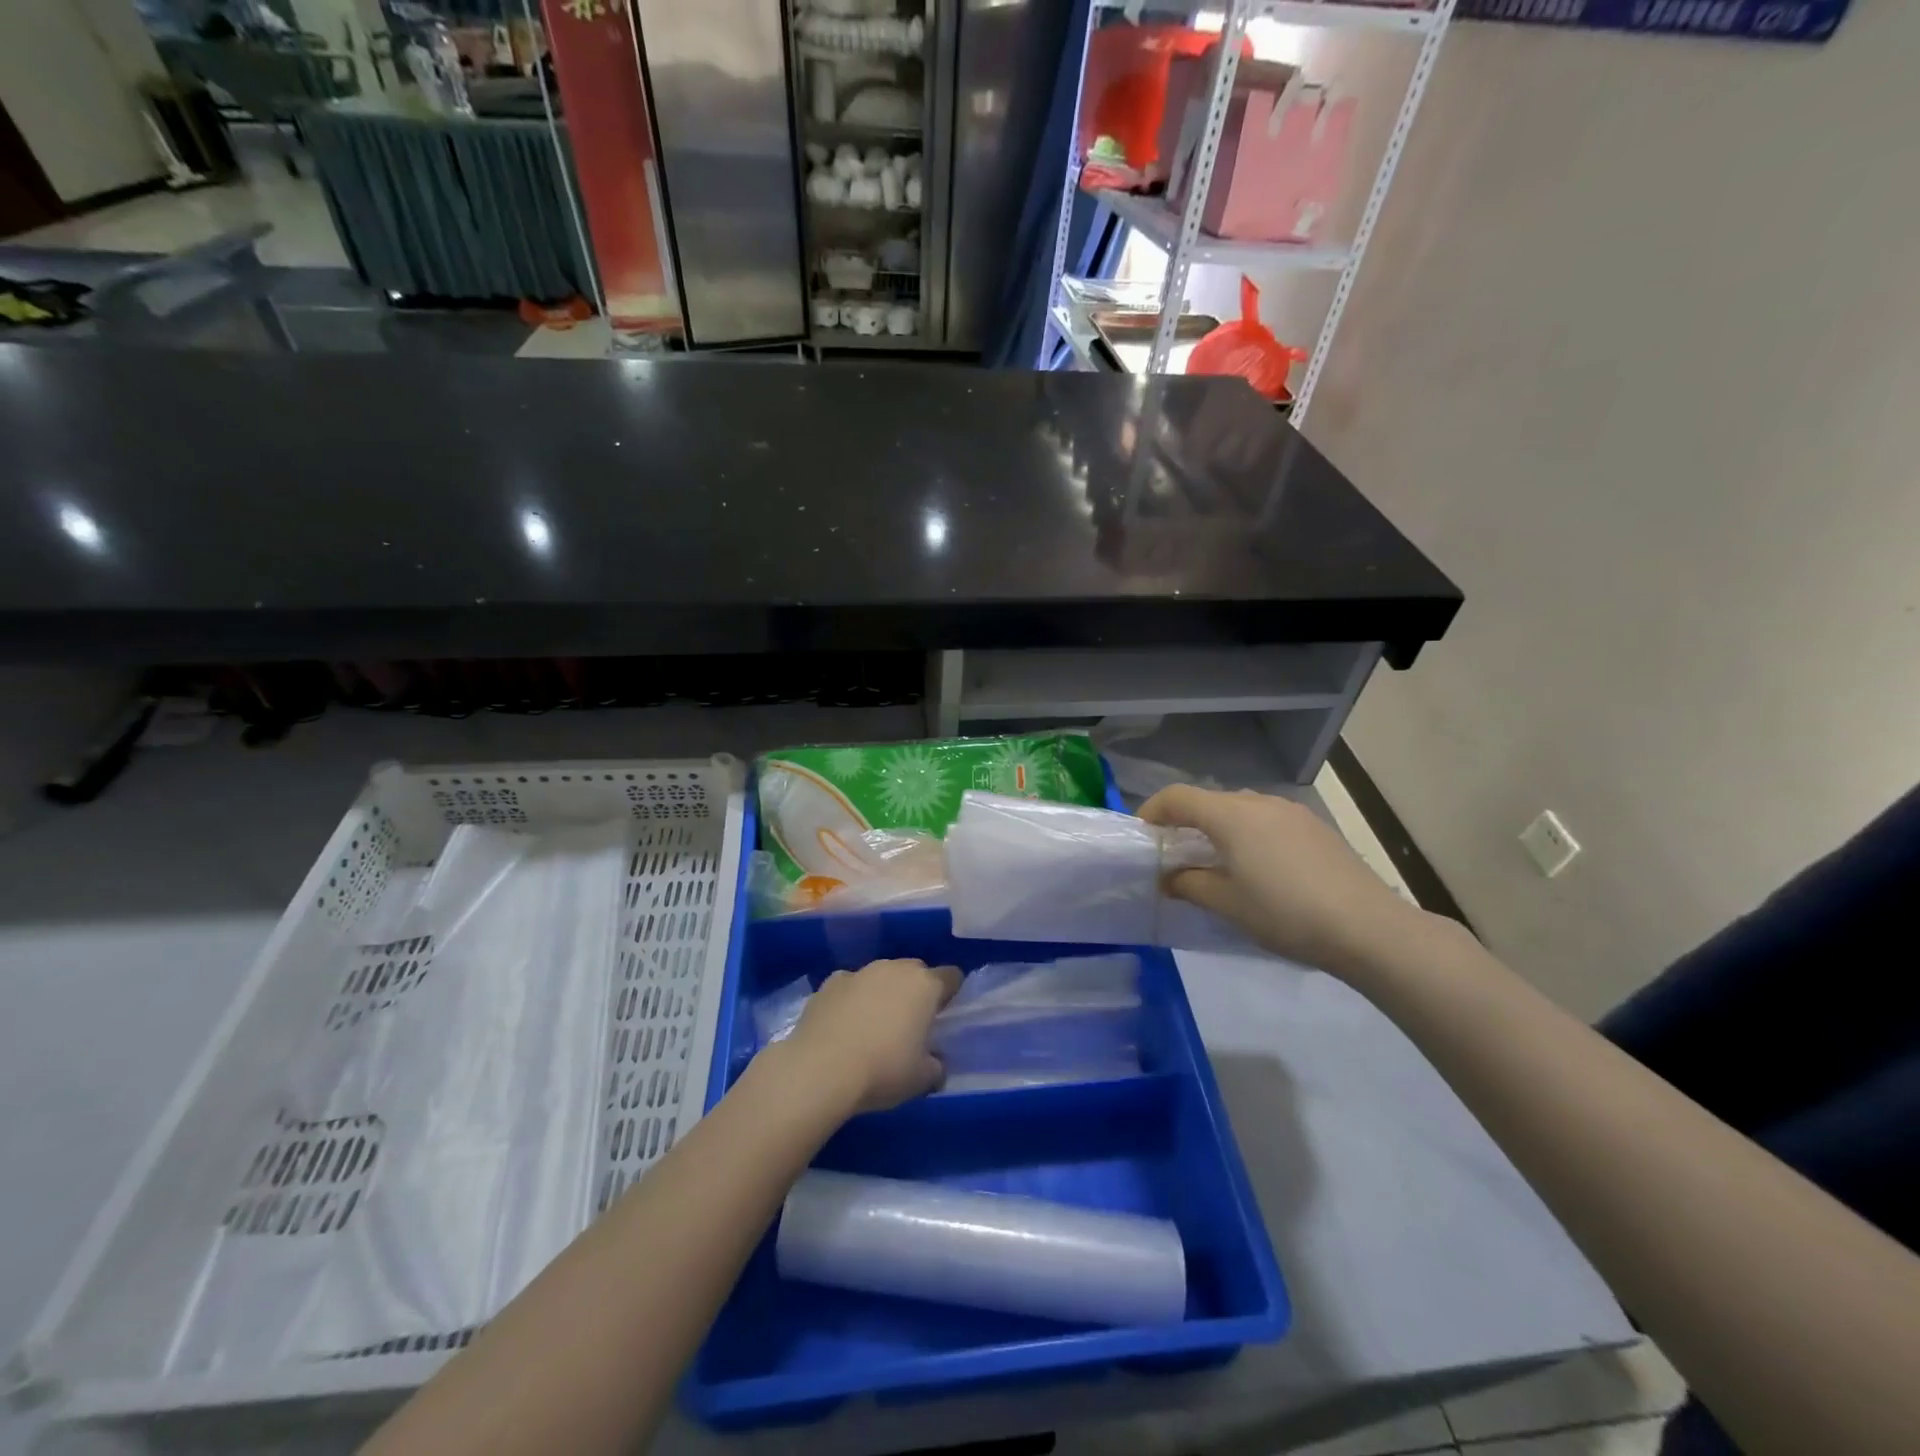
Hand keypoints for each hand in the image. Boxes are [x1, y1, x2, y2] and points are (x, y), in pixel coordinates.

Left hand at [780, 958, 962, 1114]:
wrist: (820, 1069)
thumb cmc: (882, 1070)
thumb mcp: (922, 1079)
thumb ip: (935, 1065)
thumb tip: (935, 1062)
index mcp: (925, 986)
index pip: (951, 976)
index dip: (952, 993)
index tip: (945, 1014)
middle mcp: (894, 969)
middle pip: (915, 971)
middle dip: (917, 990)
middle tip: (911, 1022)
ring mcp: (860, 972)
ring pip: (881, 975)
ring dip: (884, 992)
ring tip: (874, 1024)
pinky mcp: (830, 982)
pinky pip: (851, 985)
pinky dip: (852, 998)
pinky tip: (844, 1024)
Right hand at [1140, 785, 1419, 975]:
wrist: (1368, 928)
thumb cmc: (1284, 913)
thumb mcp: (1226, 903)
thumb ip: (1189, 885)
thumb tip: (1169, 878)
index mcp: (1230, 815)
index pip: (1177, 797)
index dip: (1152, 811)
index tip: (1142, 836)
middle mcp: (1258, 802)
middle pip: (1209, 801)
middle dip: (1185, 821)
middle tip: (1175, 855)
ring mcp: (1291, 812)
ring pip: (1240, 809)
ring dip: (1219, 828)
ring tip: (1217, 862)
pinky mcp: (1315, 828)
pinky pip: (1267, 820)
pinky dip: (1248, 834)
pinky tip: (1259, 868)